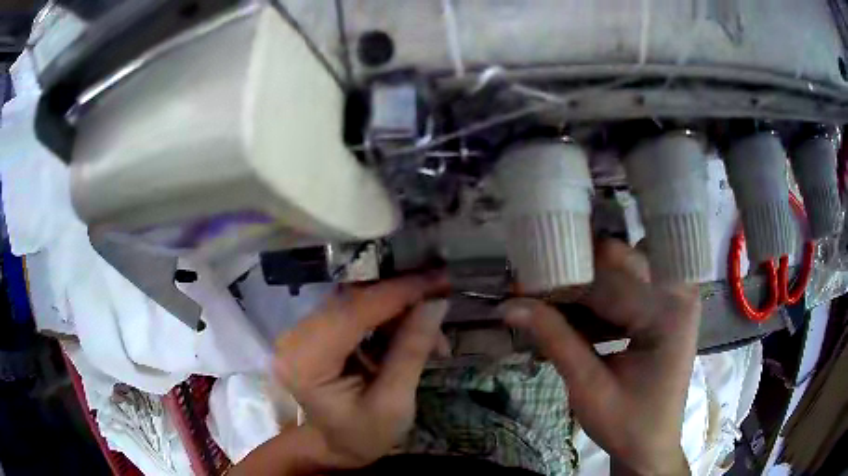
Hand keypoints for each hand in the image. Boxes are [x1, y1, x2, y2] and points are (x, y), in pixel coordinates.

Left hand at [272, 273, 449, 470]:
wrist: (334, 446)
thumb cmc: (363, 436)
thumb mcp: (394, 404)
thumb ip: (411, 351)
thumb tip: (436, 302)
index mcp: (307, 363)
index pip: (353, 312)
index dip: (398, 291)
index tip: (438, 278)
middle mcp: (295, 338)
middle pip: (352, 299)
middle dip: (401, 294)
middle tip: (442, 293)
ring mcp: (302, 331)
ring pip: (355, 299)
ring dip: (396, 306)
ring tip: (431, 323)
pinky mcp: (314, 330)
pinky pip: (353, 309)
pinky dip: (385, 314)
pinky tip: (410, 327)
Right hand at [500, 240, 699, 475]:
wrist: (651, 446)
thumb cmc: (627, 425)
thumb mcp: (588, 387)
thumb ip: (555, 340)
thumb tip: (511, 305)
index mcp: (668, 310)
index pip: (610, 276)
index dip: (564, 276)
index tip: (522, 281)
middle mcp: (677, 293)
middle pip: (617, 268)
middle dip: (571, 280)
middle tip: (529, 291)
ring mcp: (672, 299)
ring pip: (617, 278)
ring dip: (580, 293)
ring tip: (541, 305)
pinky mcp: (663, 309)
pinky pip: (624, 295)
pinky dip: (594, 307)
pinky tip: (568, 320)